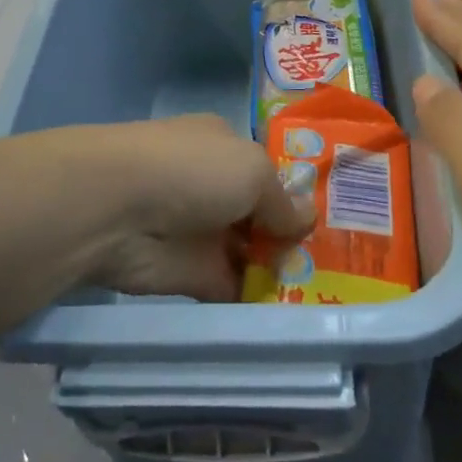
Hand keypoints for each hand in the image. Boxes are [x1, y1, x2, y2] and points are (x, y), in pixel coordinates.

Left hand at [76, 115, 313, 301]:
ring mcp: (202, 230)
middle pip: (262, 213)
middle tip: (343, 263)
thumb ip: (283, 200)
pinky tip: (297, 315)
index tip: (336, 218)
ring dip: (280, 270)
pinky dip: (258, 300)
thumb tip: (308, 219)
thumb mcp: (252, 171)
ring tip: (331, 292)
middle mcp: (213, 184)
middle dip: (294, 235)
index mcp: (224, 145)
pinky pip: (234, 288)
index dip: (297, 192)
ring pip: (250, 252)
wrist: (117, 209)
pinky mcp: (191, 275)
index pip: (267, 169)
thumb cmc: (191, 171)